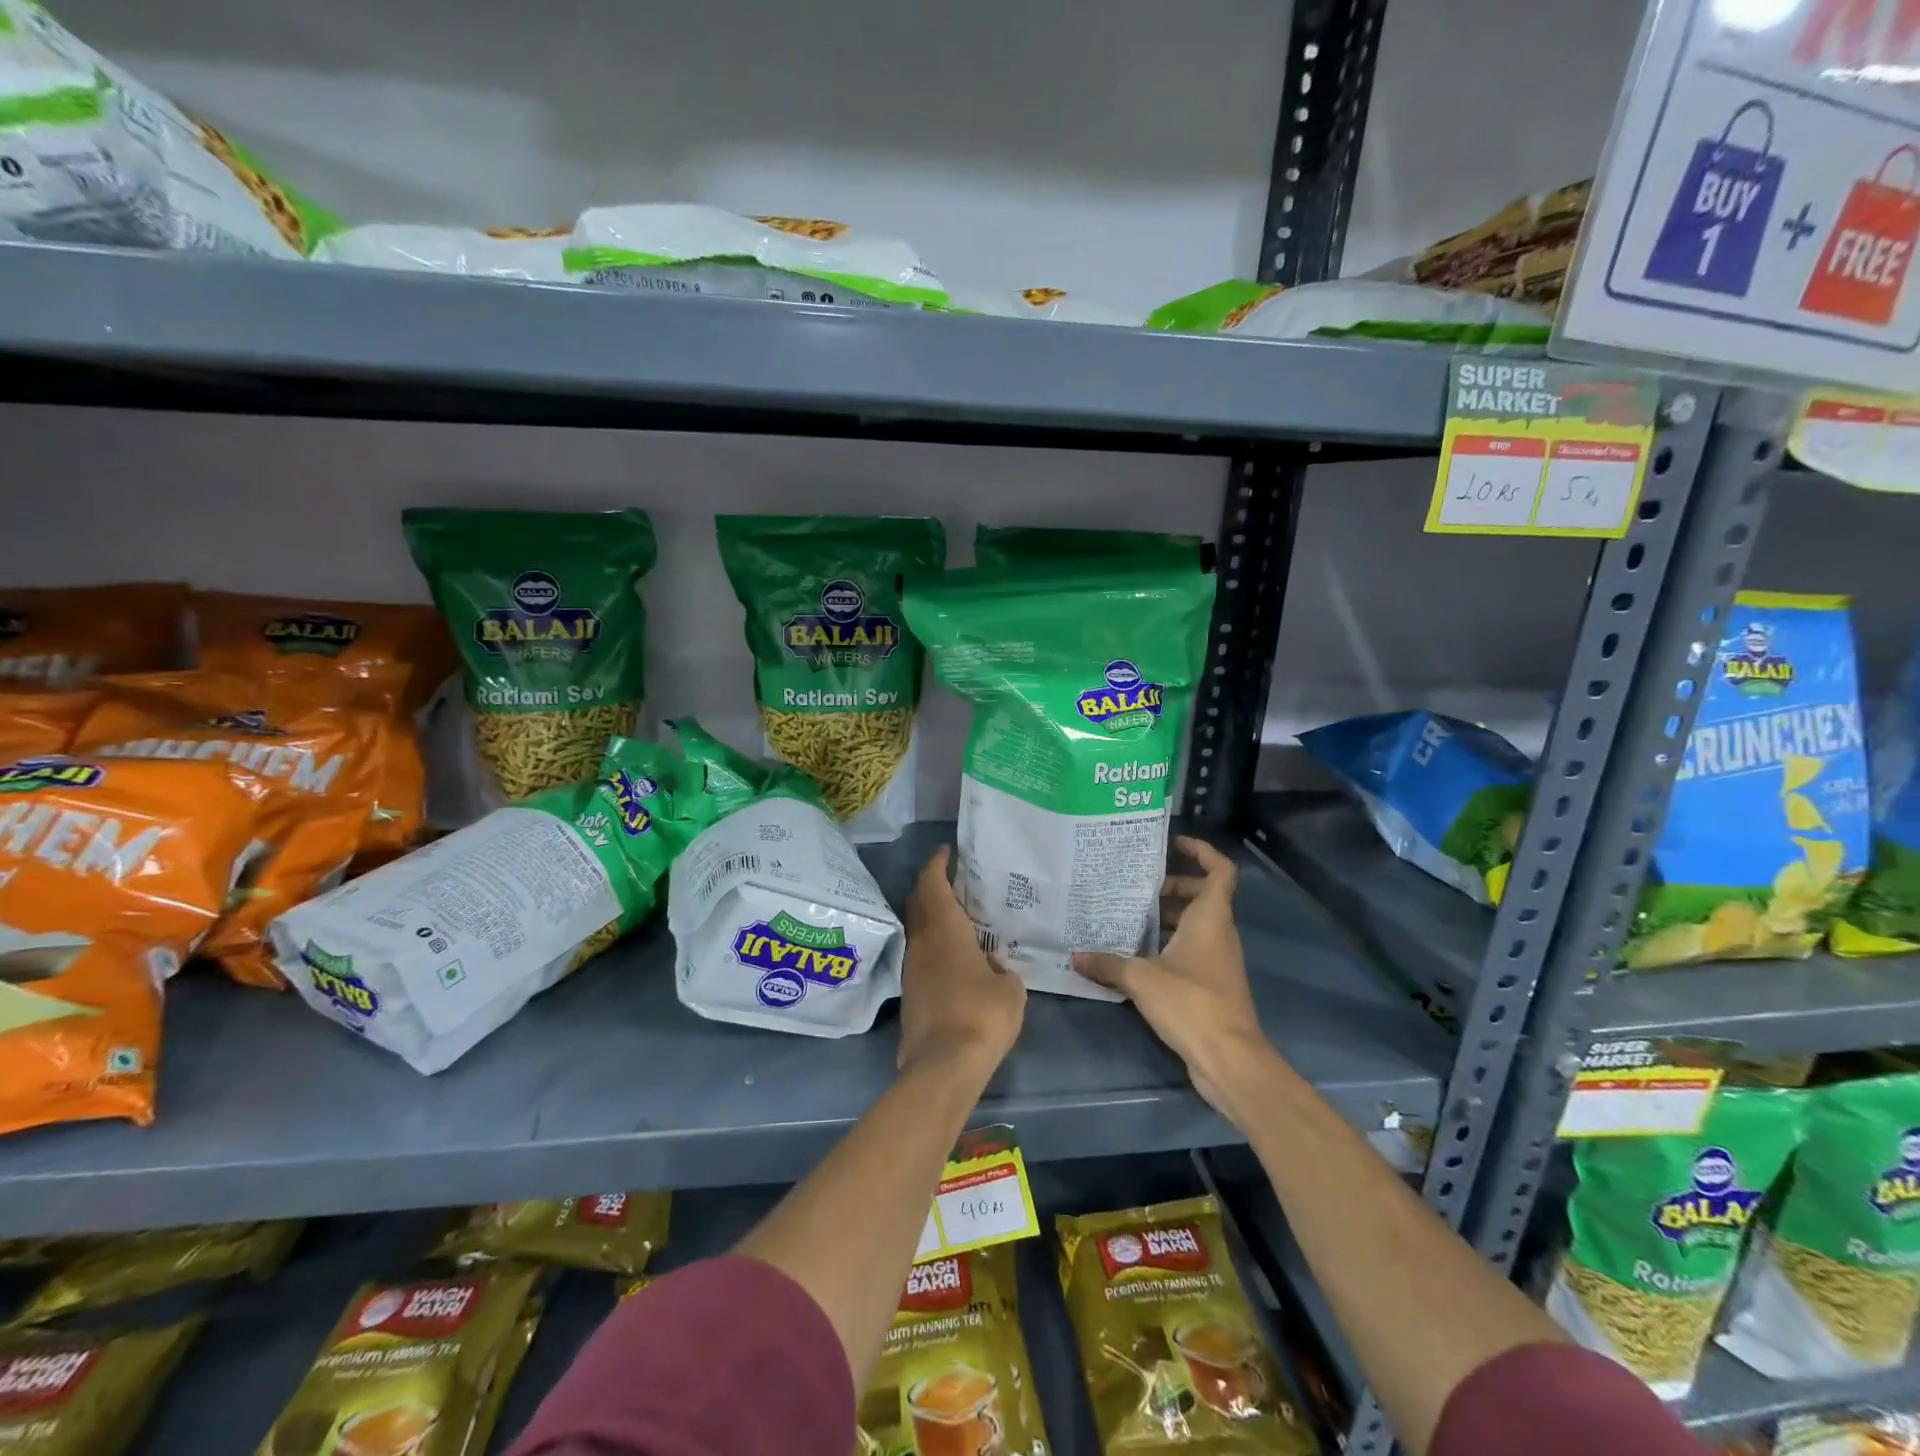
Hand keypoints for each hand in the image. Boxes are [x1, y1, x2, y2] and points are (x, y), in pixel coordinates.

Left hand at [898, 847, 1025, 1077]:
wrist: (943, 1066)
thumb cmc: (982, 1015)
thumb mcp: (1010, 990)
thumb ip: (1003, 970)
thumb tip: (994, 967)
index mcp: (945, 930)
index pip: (932, 884)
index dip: (937, 864)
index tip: (946, 852)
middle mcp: (922, 943)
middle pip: (917, 902)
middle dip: (930, 886)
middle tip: (951, 881)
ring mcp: (911, 970)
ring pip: (918, 931)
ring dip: (931, 918)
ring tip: (957, 919)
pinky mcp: (910, 995)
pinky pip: (921, 957)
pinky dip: (933, 947)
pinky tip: (953, 958)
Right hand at [1072, 836, 1279, 1128]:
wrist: (1229, 1059)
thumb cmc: (1191, 1003)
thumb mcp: (1142, 978)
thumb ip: (1108, 964)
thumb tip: (1075, 955)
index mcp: (1211, 918)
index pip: (1220, 871)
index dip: (1203, 852)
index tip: (1175, 843)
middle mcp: (1219, 933)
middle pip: (1203, 896)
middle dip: (1172, 886)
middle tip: (1136, 887)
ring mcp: (1218, 961)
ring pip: (1195, 925)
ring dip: (1166, 918)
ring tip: (1127, 916)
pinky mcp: (1211, 985)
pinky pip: (1191, 950)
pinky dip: (1168, 944)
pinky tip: (1136, 955)